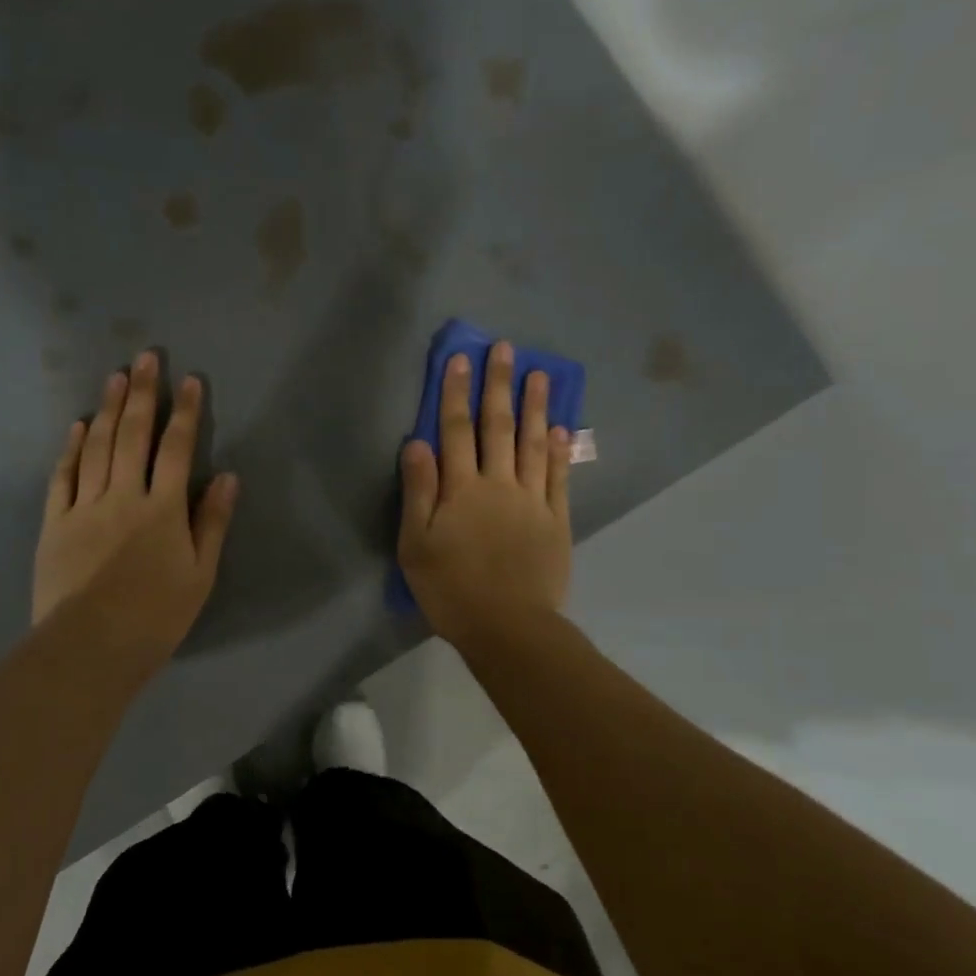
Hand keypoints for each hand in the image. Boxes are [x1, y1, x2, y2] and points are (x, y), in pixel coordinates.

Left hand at [33, 351, 238, 672]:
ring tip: (115, 377)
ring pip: (97, 447)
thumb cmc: (156, 616)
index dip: (185, 413)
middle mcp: (124, 496)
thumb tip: (226, 476)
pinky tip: (77, 425)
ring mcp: (85, 506)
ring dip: (107, 409)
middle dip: (142, 393)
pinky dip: (71, 448)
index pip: (177, 449)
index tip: (190, 381)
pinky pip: (63, 476)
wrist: (90, 646)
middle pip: (133, 435)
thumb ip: (212, 523)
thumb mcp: (200, 575)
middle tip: (145, 357)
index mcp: (163, 510)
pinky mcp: (55, 522)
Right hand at [397, 343, 571, 647]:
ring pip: (532, 444)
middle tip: (506, 349)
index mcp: (461, 490)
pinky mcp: (556, 521)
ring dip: (535, 407)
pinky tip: (559, 428)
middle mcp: (498, 485)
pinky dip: (558, 451)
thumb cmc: (451, 589)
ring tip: (540, 374)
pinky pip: (558, 477)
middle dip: (498, 386)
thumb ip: (418, 492)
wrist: (507, 627)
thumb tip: (416, 443)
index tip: (460, 359)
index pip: (454, 431)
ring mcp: (532, 501)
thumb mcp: (415, 545)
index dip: (455, 394)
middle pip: (497, 427)